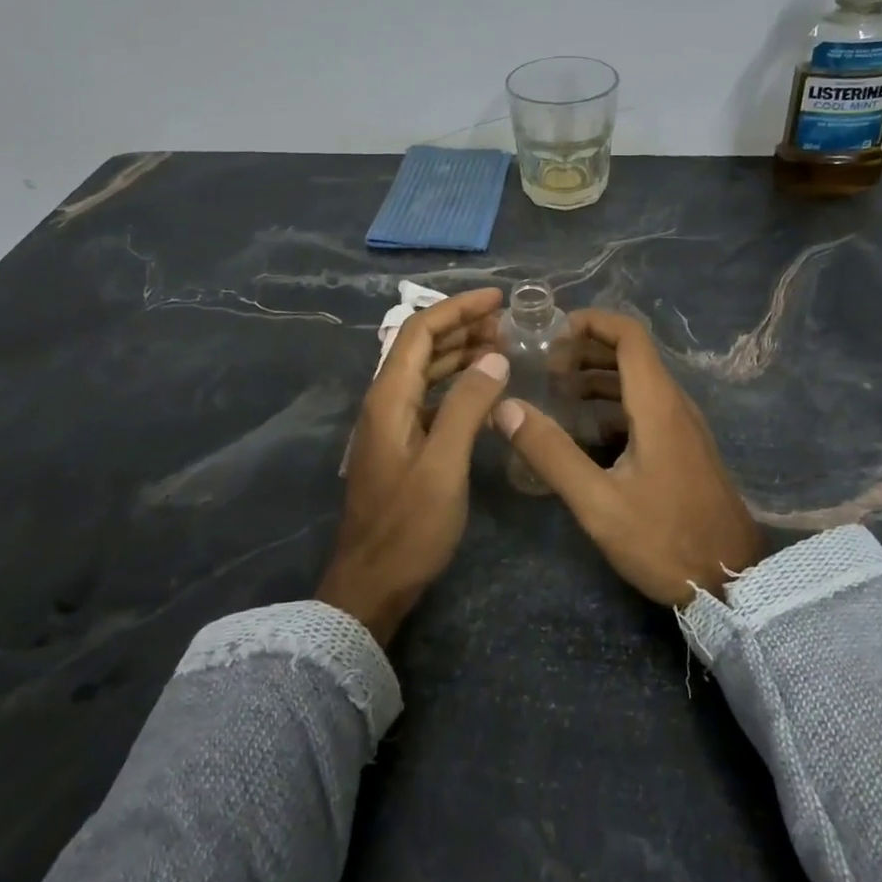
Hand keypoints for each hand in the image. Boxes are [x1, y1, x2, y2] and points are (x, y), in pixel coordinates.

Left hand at [317, 288, 508, 646]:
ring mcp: (393, 424)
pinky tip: (485, 390)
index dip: (457, 308)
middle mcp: (386, 402)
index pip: (420, 331)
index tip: (497, 298)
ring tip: (502, 346)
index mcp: (389, 397)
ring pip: (427, 371)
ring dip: (461, 353)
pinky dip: (458, 384)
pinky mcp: (403, 445)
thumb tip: (495, 357)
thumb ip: (467, 406)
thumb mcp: (444, 464)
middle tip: (508, 323)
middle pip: (422, 346)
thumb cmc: (409, 526)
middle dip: (462, 326)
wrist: (373, 583)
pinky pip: (432, 397)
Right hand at [495, 310, 763, 605]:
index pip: (629, 335)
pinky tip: (586, 432)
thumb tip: (506, 408)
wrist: (734, 582)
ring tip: (557, 394)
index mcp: (657, 405)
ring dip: (598, 377)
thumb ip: (551, 453)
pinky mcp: (685, 448)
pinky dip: (613, 404)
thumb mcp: (598, 502)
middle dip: (586, 350)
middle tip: (545, 370)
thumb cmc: (664, 539)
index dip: (591, 322)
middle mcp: (674, 404)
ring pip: (639, 381)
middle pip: (631, 354)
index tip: (552, 335)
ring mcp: (684, 427)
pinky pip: (646, 407)